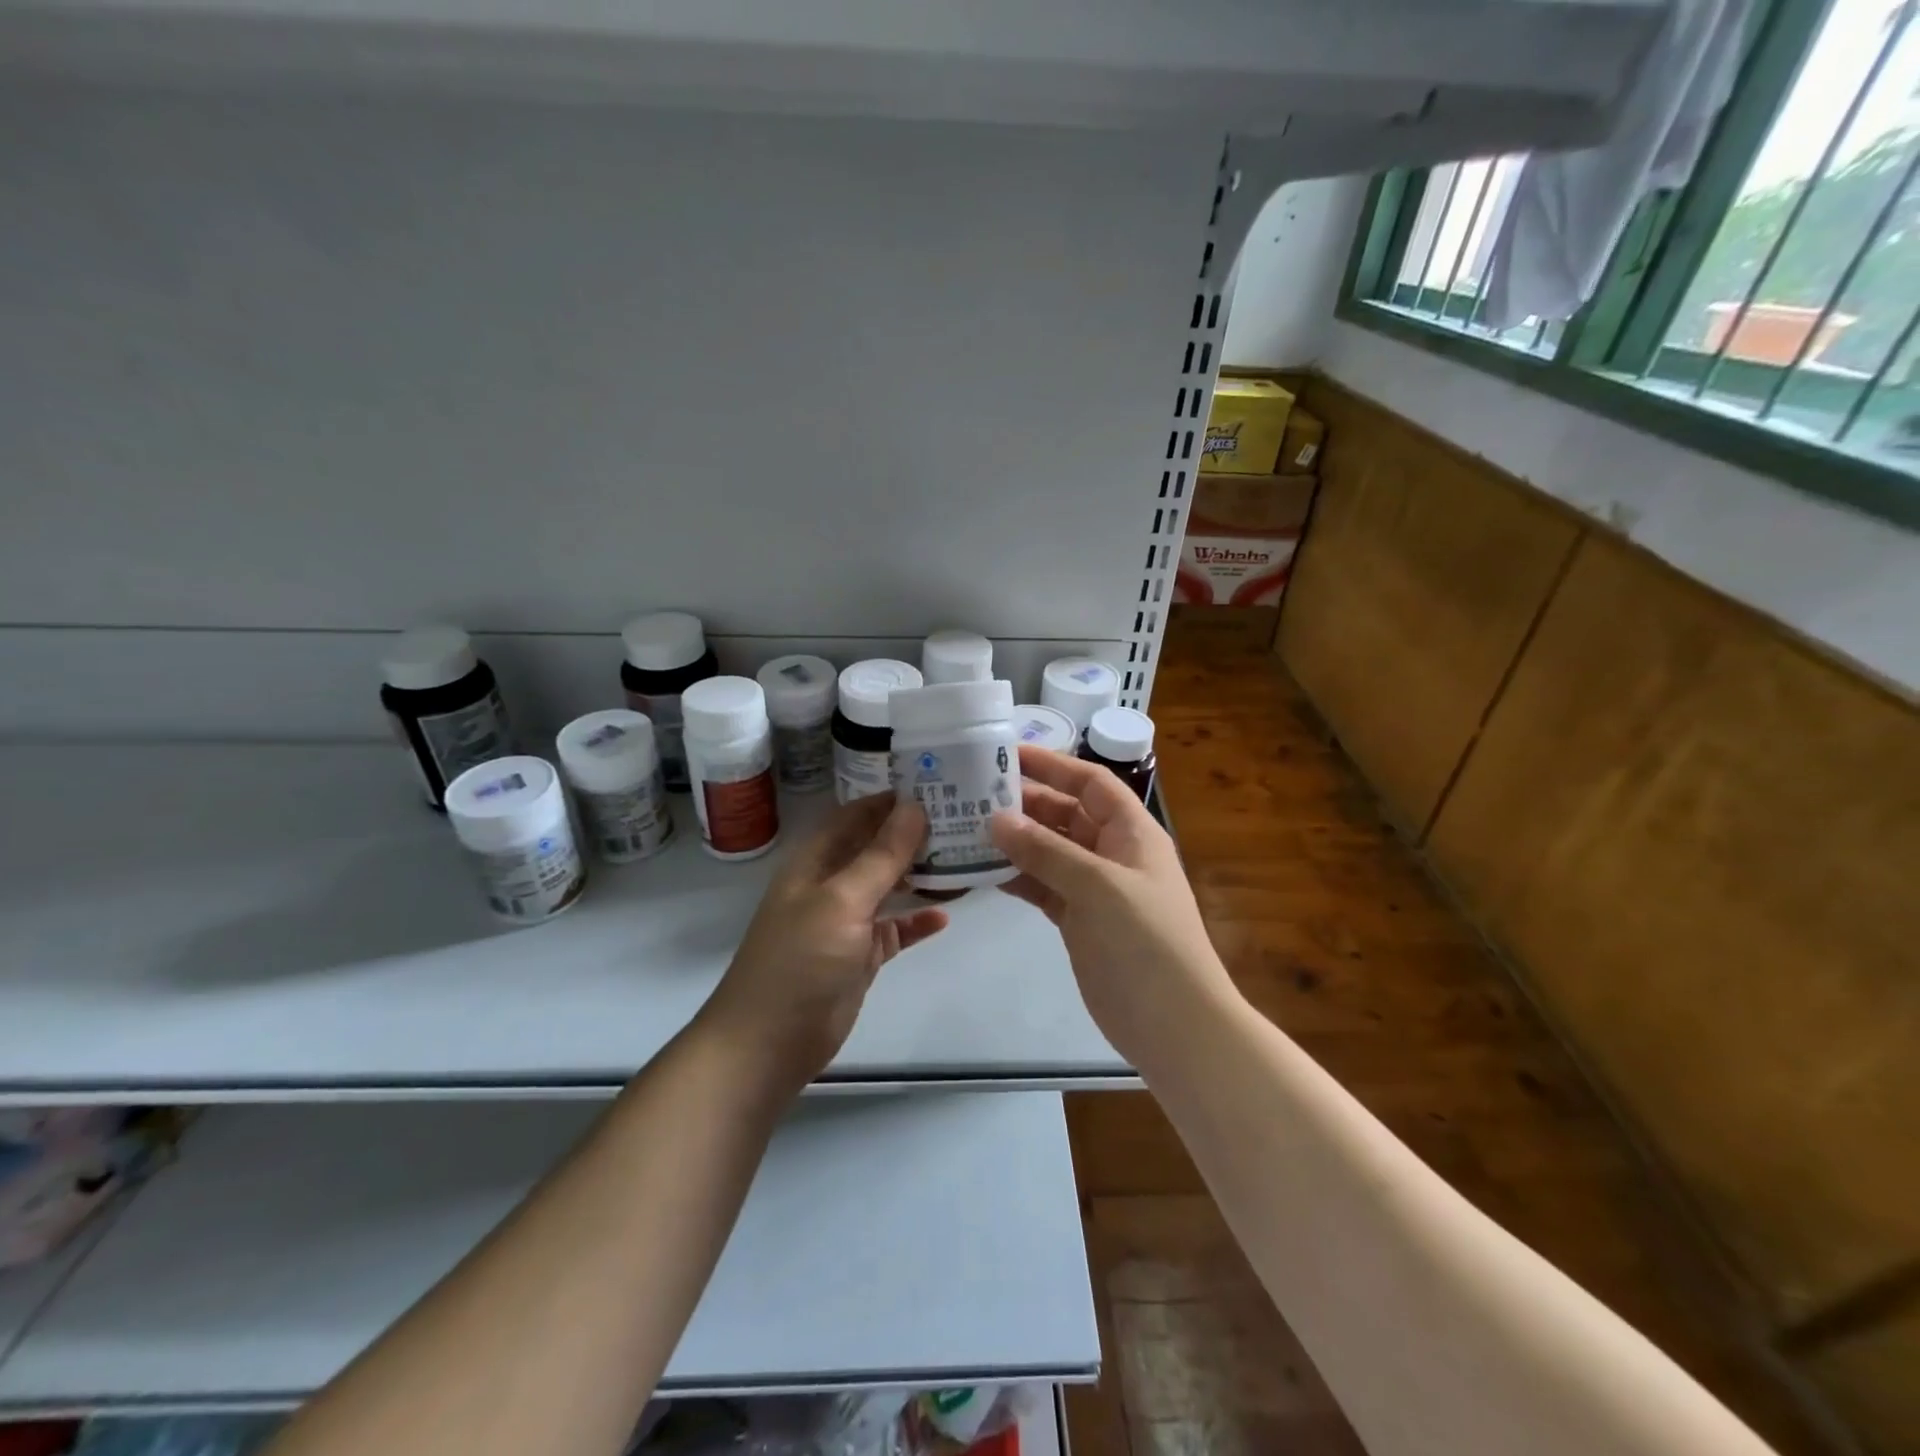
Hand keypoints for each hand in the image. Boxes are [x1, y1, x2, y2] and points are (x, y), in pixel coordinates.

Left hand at [702, 796, 948, 1096]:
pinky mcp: (860, 956)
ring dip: (920, 874)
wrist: (768, 1044)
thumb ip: (881, 855)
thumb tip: (914, 806)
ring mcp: (845, 922)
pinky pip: (894, 929)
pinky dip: (916, 921)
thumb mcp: (842, 900)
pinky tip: (946, 916)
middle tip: (962, 818)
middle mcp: (830, 884)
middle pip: (875, 848)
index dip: (889, 799)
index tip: (935, 784)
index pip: (856, 815)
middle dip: (912, 834)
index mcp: (816, 861)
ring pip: (888, 887)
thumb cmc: (800, 960)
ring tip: (964, 857)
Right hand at [990, 746, 1236, 1071]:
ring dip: (1015, 840)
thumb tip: (997, 818)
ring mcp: (1095, 888)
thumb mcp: (1098, 886)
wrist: (1173, 1024)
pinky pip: (1043, 886)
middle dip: (1025, 802)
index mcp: (1132, 832)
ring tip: (966, 828)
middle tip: (973, 793)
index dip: (1053, 765)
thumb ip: (1046, 851)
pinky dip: (1017, 877)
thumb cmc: (1145, 941)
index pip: (1090, 783)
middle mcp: (1113, 853)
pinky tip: (982, 871)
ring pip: (1049, 851)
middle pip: (1065, 813)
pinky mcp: (1078, 920)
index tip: (1007, 754)